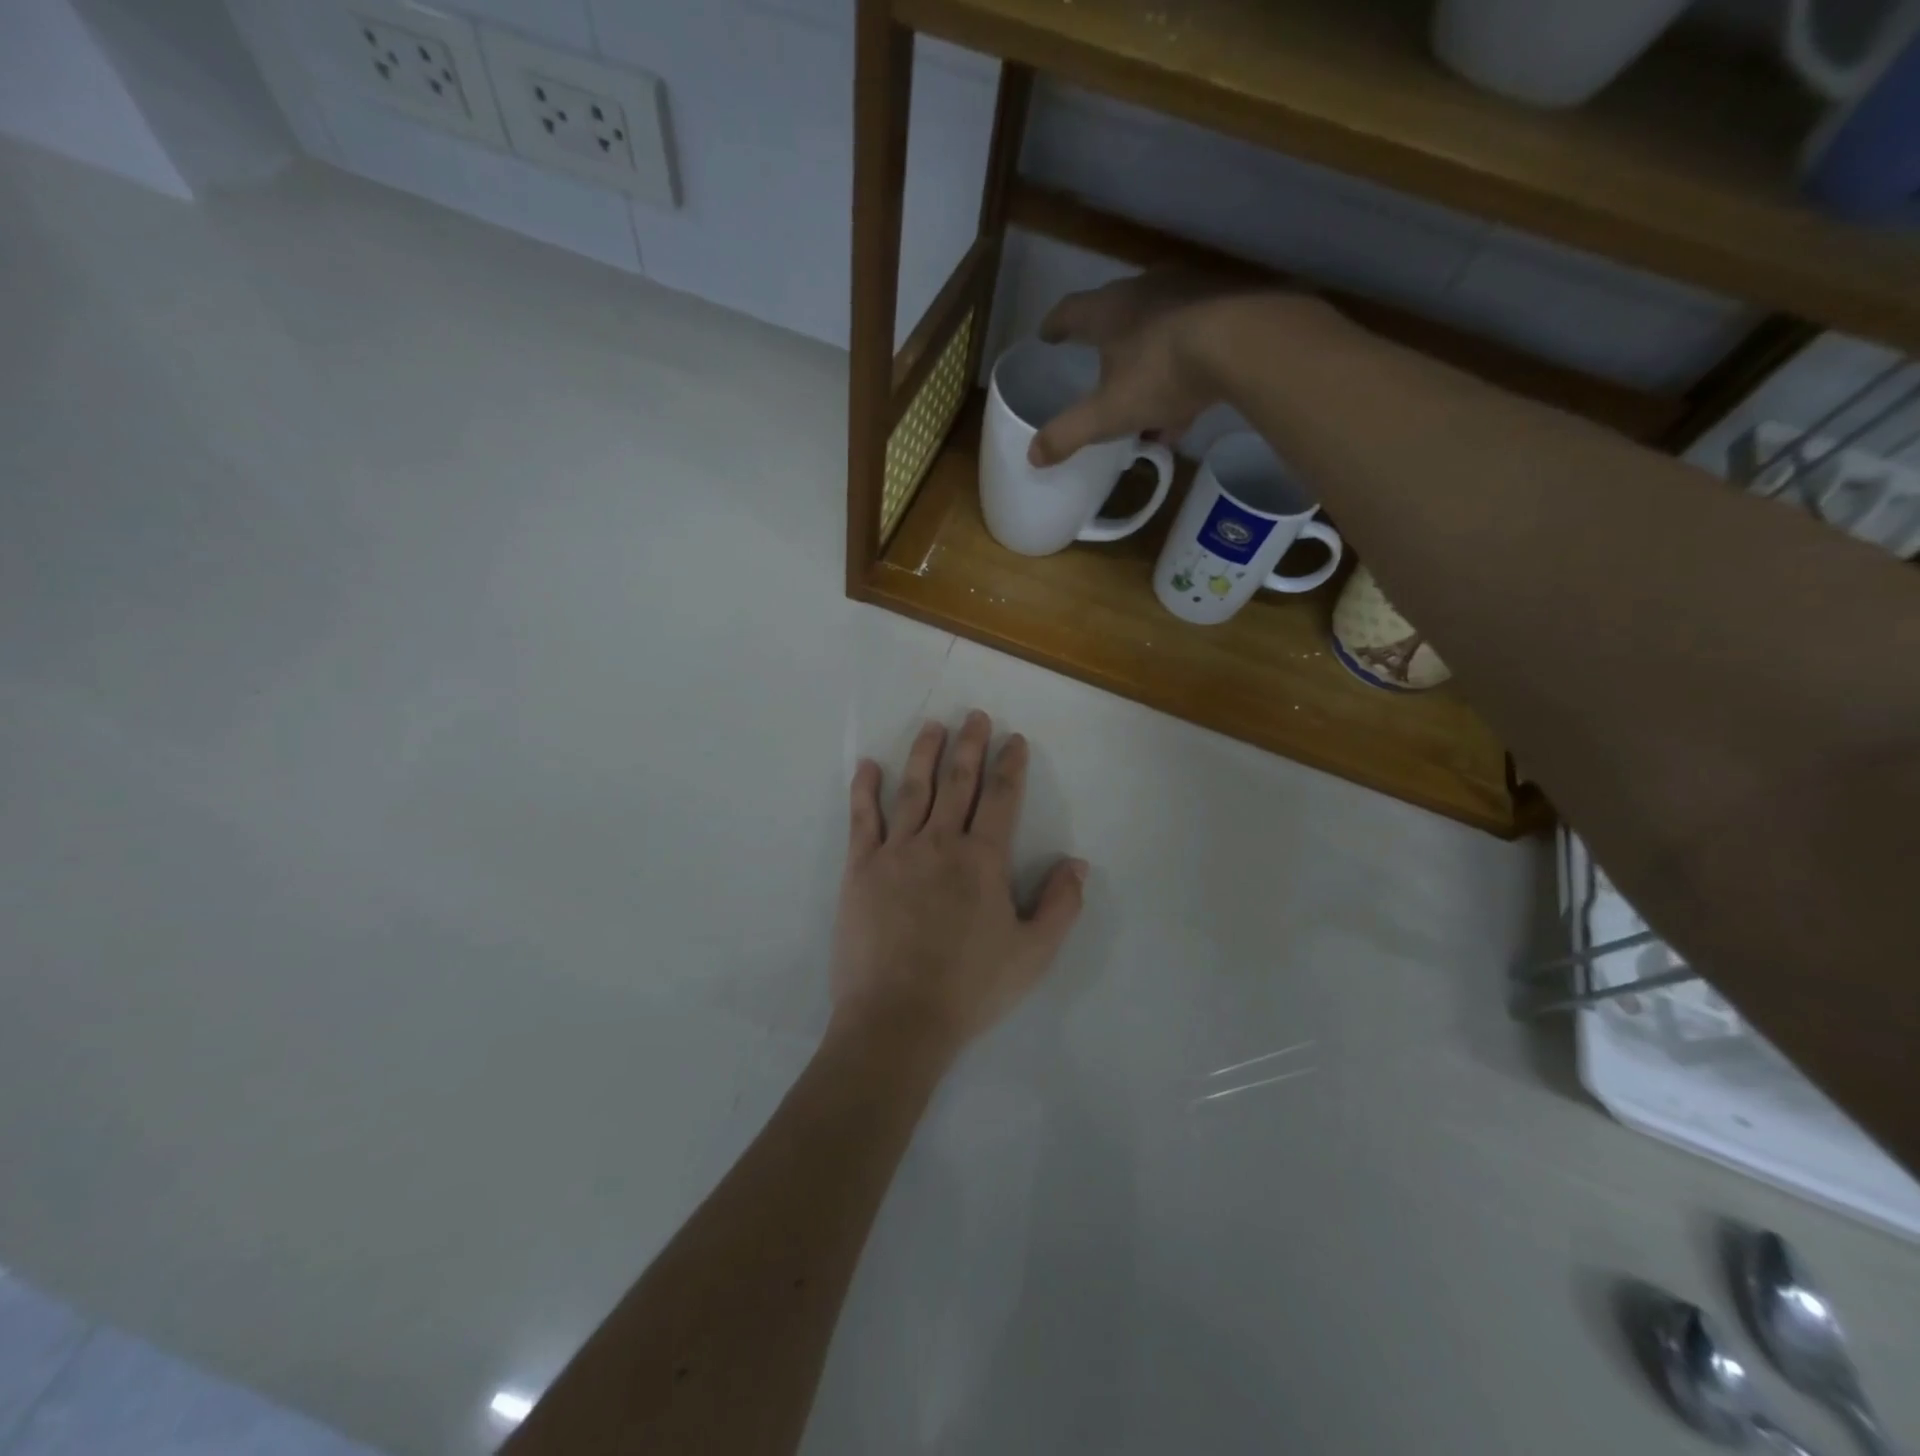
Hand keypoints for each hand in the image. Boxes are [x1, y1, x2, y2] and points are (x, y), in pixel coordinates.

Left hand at [831, 712, 1086, 1059]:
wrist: (898, 1018)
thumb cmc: (970, 988)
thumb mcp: (1033, 954)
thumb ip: (1061, 905)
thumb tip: (1077, 863)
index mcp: (983, 860)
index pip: (1002, 798)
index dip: (1010, 765)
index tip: (1013, 739)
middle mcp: (940, 843)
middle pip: (958, 782)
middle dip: (970, 745)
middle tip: (975, 716)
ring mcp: (896, 852)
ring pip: (913, 790)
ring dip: (925, 754)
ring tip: (933, 727)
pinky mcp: (861, 868)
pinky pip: (862, 819)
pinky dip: (865, 789)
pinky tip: (869, 765)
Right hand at [1028, 271, 1263, 466]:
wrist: (1243, 344)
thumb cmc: (1161, 373)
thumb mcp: (1108, 413)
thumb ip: (1069, 433)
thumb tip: (1032, 455)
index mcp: (1109, 311)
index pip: (1070, 311)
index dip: (1055, 326)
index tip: (1046, 335)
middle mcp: (1145, 292)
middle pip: (1116, 313)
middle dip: (1105, 341)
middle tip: (1097, 361)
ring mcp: (1188, 295)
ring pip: (1158, 329)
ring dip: (1146, 360)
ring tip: (1143, 397)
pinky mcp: (1225, 308)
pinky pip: (1193, 342)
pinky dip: (1182, 370)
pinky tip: (1185, 406)